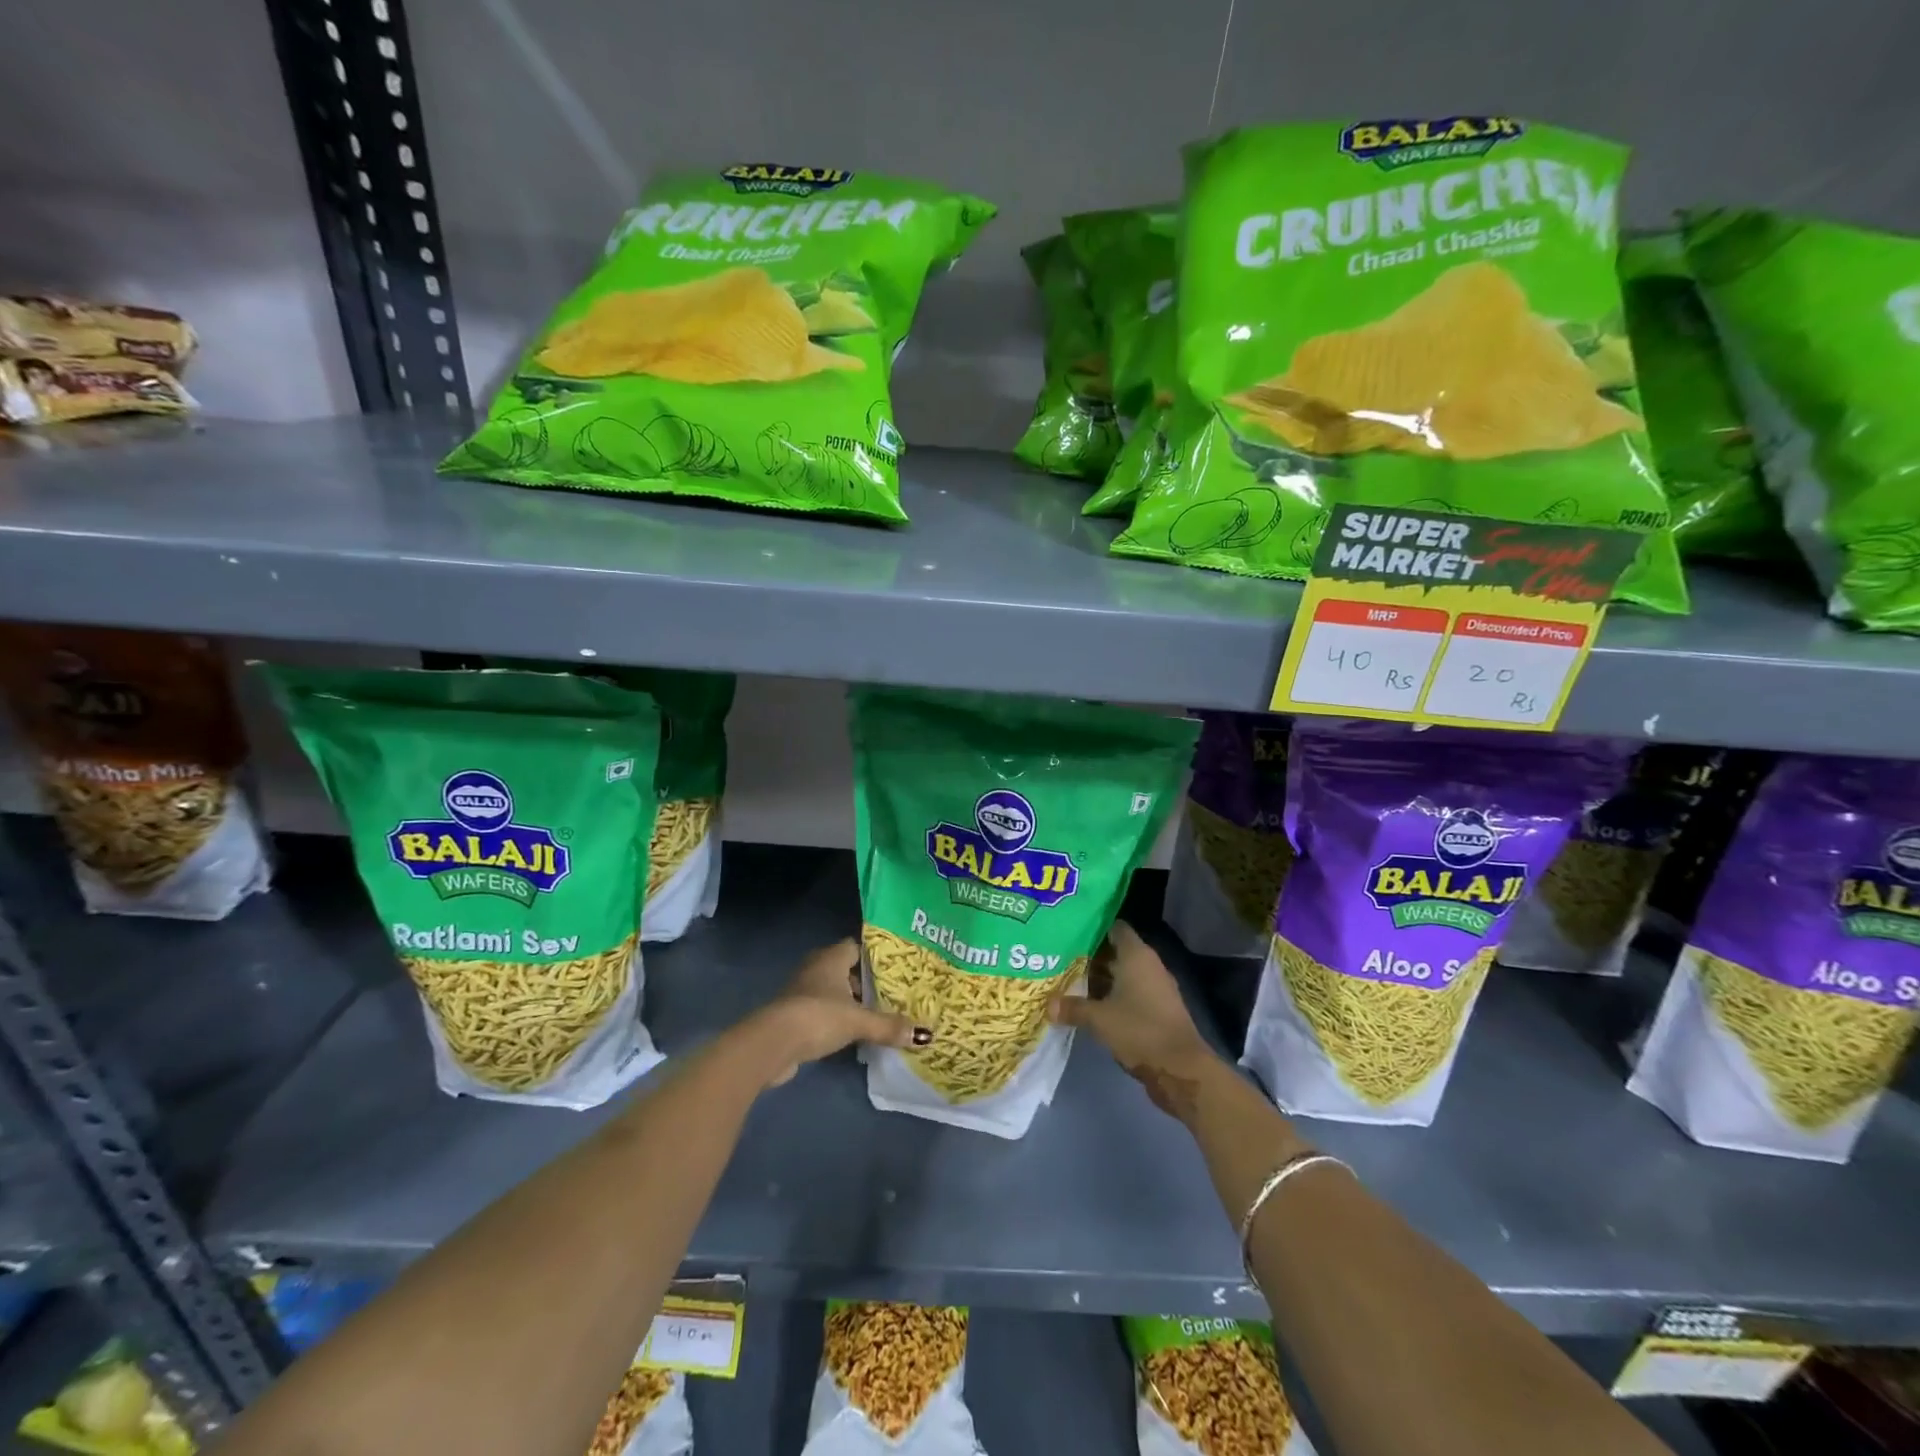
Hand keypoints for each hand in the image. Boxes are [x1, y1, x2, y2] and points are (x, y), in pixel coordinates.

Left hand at [749, 938, 930, 1087]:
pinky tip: (853, 1033)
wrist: (773, 1044)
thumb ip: (889, 1026)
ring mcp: (802, 991)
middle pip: (846, 970)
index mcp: (831, 957)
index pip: (856, 946)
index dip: (875, 956)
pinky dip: (836, 1019)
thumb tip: (925, 1035)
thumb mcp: (858, 1021)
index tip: (896, 968)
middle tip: (892, 994)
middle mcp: (815, 968)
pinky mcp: (794, 1015)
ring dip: (850, 1002)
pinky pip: (822, 1011)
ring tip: (877, 1015)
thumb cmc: (818, 1017)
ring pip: (833, 992)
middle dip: (866, 982)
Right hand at [1050, 921, 1219, 1121]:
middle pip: (1116, 951)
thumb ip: (1073, 1008)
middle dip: (1090, 955)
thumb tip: (1048, 1006)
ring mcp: (1155, 988)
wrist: (1181, 1069)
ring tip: (1068, 980)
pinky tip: (1090, 1004)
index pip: (1114, 927)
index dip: (1093, 927)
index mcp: (1136, 955)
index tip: (1069, 930)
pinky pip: (1130, 993)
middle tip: (1060, 957)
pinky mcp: (1157, 1009)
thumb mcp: (1099, 1019)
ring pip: (1122, 974)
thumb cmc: (1139, 1030)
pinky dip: (1112, 995)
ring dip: (1100, 978)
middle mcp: (1148, 965)